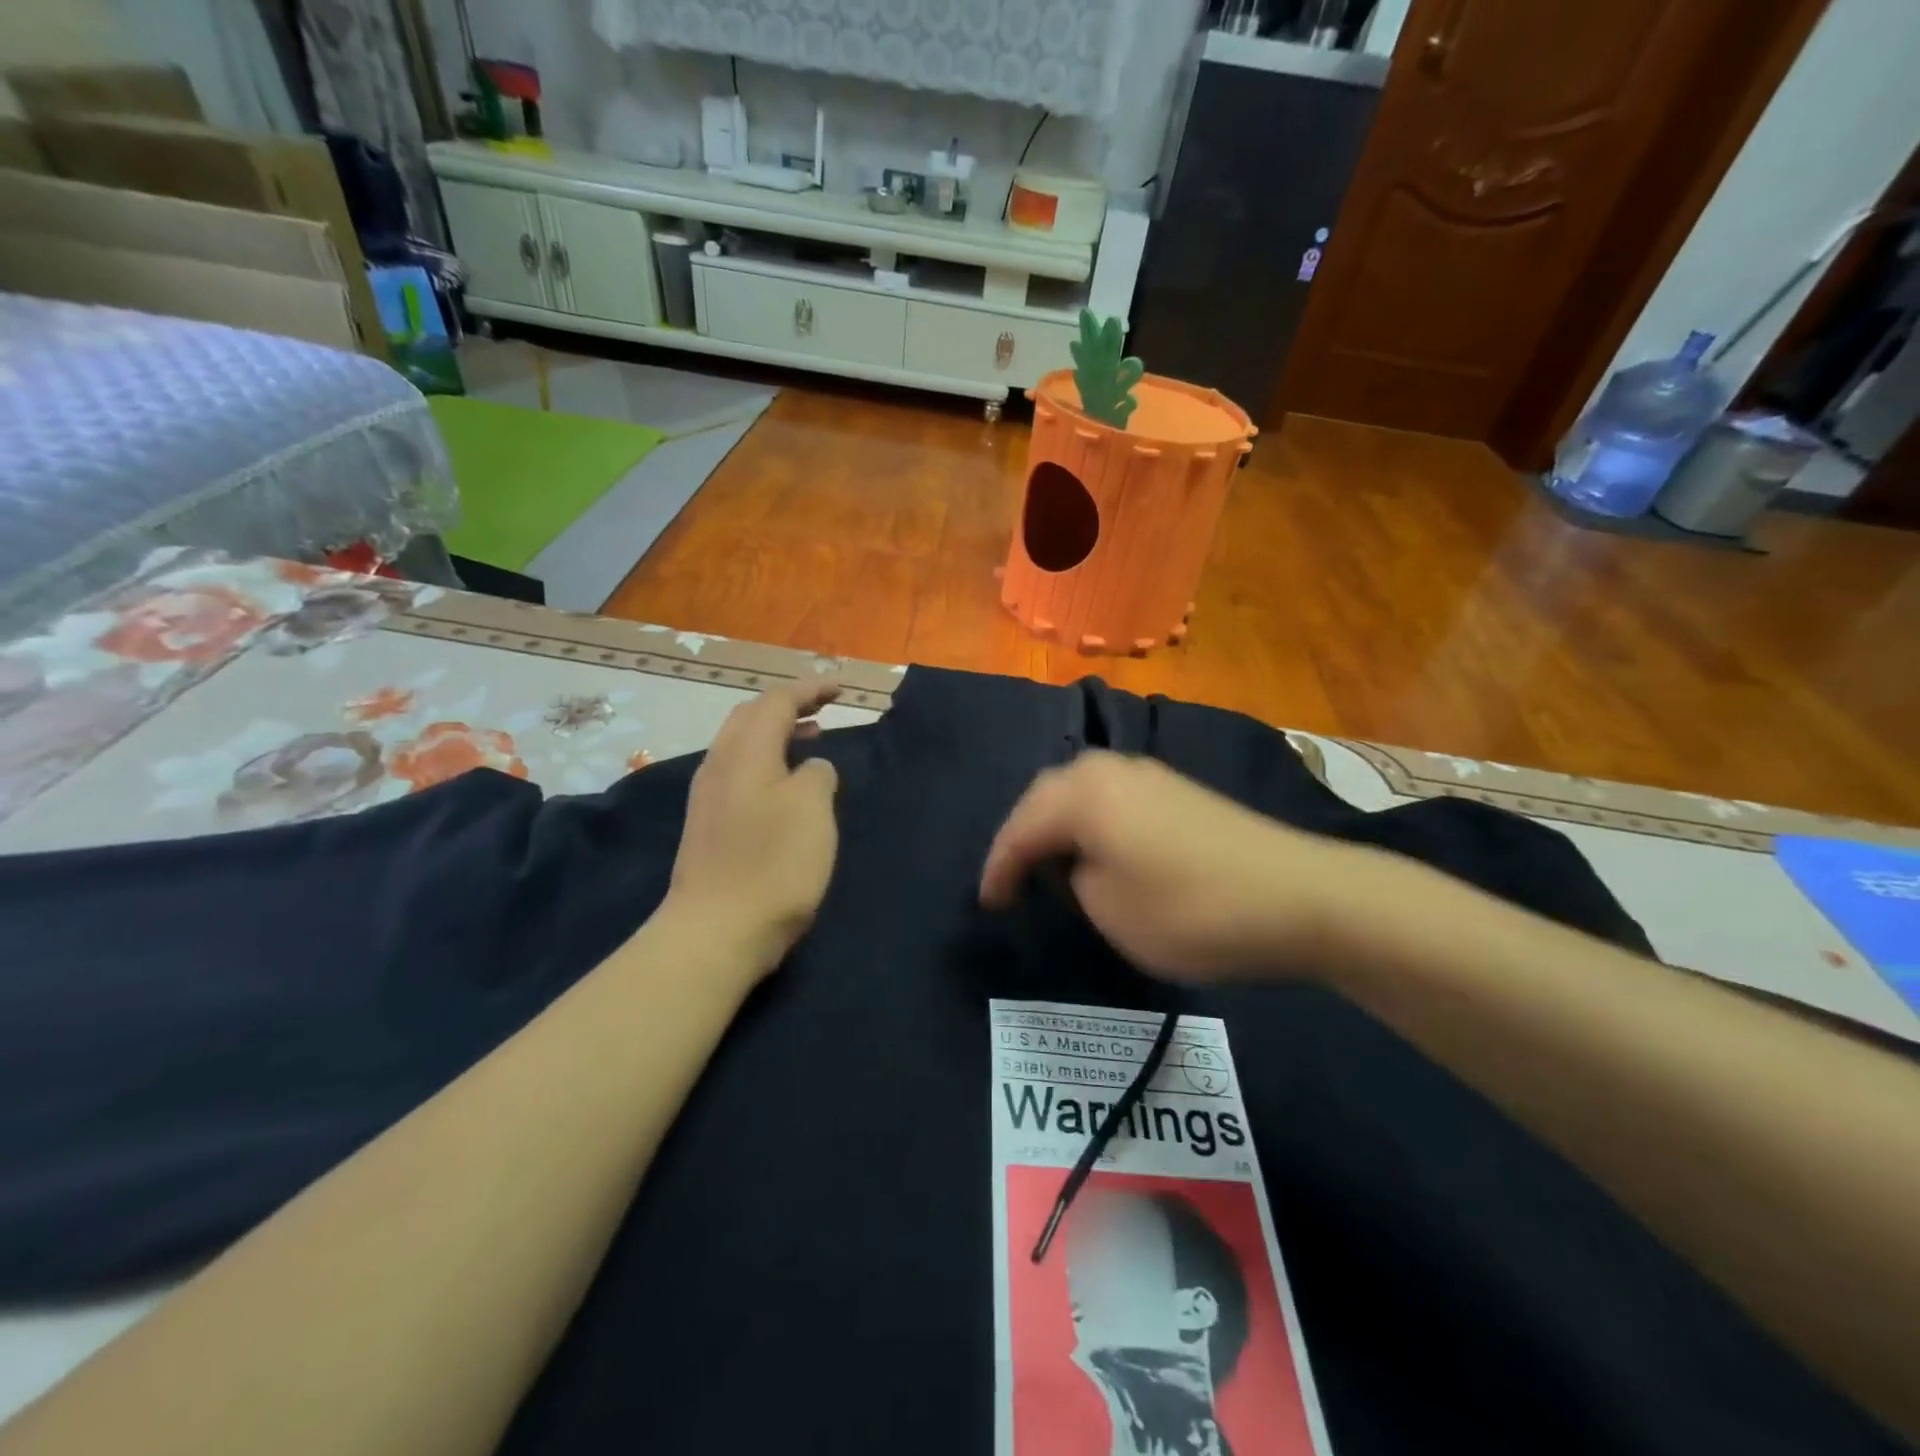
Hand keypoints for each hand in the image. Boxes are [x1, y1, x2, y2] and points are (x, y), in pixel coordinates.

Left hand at [664, 677, 841, 973]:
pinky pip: (740, 774)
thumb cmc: (773, 863)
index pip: (776, 702)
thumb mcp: (812, 809)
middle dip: (787, 706)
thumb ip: (816, 774)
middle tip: (822, 709)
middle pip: (750, 717)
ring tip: (810, 740)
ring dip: (776, 735)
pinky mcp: (708, 826)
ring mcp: (709, 797)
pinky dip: (767, 763)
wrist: (716, 931)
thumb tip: (809, 768)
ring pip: (742, 746)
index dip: (809, 689)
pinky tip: (785, 787)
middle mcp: (720, 765)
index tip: (840, 688)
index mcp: (746, 752)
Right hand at [979, 751, 1387, 981]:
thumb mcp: (1108, 909)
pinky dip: (1091, 822)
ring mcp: (1148, 774)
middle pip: (1047, 796)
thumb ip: (1073, 879)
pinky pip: (1111, 799)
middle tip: (1011, 880)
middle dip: (1024, 837)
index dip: (998, 868)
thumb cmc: (1190, 908)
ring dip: (1057, 826)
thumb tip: (1077, 863)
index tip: (987, 904)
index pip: (1021, 827)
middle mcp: (1110, 769)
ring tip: (1047, 864)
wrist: (1299, 896)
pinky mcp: (1176, 790)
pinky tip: (1096, 848)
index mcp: (1083, 792)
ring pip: (1080, 792)